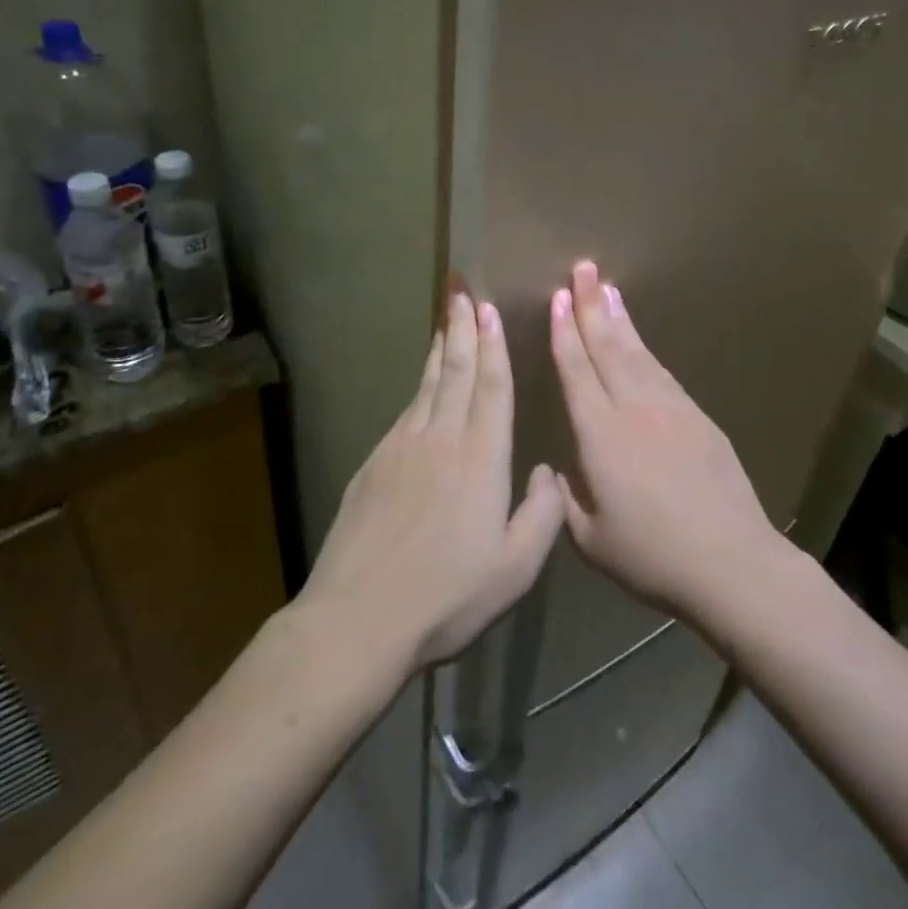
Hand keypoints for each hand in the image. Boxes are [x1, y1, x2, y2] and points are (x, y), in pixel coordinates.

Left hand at [301, 289, 564, 673]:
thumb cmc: (447, 597)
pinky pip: (405, 411)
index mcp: (480, 458)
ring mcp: (401, 448)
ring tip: (445, 320)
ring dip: (441, 349)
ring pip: (427, 385)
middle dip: (460, 327)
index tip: (488, 308)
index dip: (493, 344)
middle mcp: (440, 439)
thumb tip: (550, 471)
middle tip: (460, 289)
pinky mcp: (373, 464)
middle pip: (456, 371)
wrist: (357, 619)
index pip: (491, 387)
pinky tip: (423, 386)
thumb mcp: (515, 569)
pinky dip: (420, 387)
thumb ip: (544, 515)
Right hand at [548, 260, 781, 623]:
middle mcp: (633, 408)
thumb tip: (559, 470)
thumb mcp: (591, 539)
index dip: (563, 332)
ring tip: (606, 289)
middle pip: (607, 346)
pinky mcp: (697, 416)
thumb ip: (567, 498)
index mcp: (600, 435)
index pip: (576, 371)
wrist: (731, 561)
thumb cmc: (652, 557)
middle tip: (581, 268)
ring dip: (618, 317)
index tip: (556, 298)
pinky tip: (637, 340)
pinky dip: (644, 348)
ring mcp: (670, 407)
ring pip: (637, 352)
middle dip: (590, 305)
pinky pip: (661, 371)